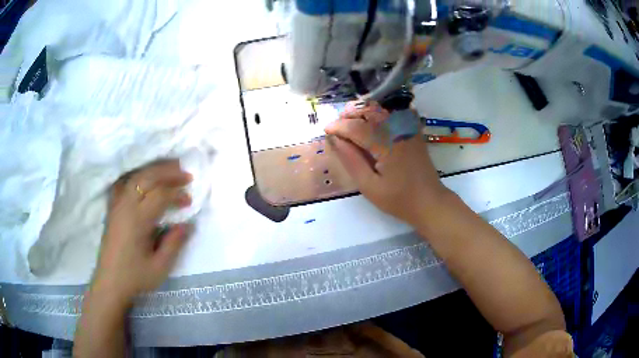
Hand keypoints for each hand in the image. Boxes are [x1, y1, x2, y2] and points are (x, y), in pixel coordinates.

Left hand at [91, 160, 192, 306]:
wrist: (110, 282)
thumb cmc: (135, 277)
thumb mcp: (160, 267)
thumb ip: (174, 243)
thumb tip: (188, 224)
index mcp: (137, 220)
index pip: (159, 195)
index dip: (177, 193)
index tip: (189, 201)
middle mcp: (125, 206)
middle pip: (147, 178)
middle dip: (168, 172)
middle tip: (185, 174)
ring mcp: (117, 205)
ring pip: (135, 177)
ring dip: (154, 170)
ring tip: (170, 169)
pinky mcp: (113, 208)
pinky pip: (124, 183)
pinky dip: (137, 176)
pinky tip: (143, 177)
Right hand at [325, 102, 448, 225]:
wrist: (429, 202)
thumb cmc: (398, 199)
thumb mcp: (369, 186)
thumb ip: (351, 160)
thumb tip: (334, 140)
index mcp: (386, 145)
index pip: (357, 127)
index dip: (339, 126)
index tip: (326, 130)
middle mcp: (398, 131)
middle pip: (369, 111)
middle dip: (349, 114)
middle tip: (336, 125)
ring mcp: (408, 129)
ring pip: (382, 109)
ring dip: (363, 111)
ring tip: (349, 121)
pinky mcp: (413, 132)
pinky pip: (395, 113)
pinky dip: (380, 112)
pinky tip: (372, 119)